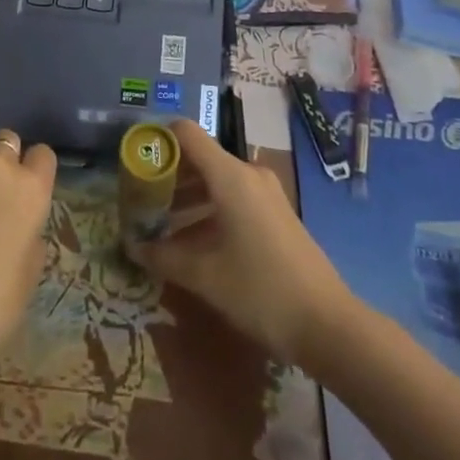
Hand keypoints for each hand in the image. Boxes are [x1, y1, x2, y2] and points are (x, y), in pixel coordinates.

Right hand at [128, 119, 353, 364]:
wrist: (327, 325)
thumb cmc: (261, 290)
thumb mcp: (205, 275)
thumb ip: (164, 256)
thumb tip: (132, 247)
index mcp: (230, 176)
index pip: (186, 134)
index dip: (158, 140)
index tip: (134, 161)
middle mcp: (249, 175)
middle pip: (200, 159)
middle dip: (168, 176)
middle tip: (139, 200)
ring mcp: (266, 195)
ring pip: (216, 182)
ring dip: (186, 198)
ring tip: (158, 224)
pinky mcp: (275, 216)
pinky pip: (233, 200)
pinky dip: (208, 211)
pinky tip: (190, 243)